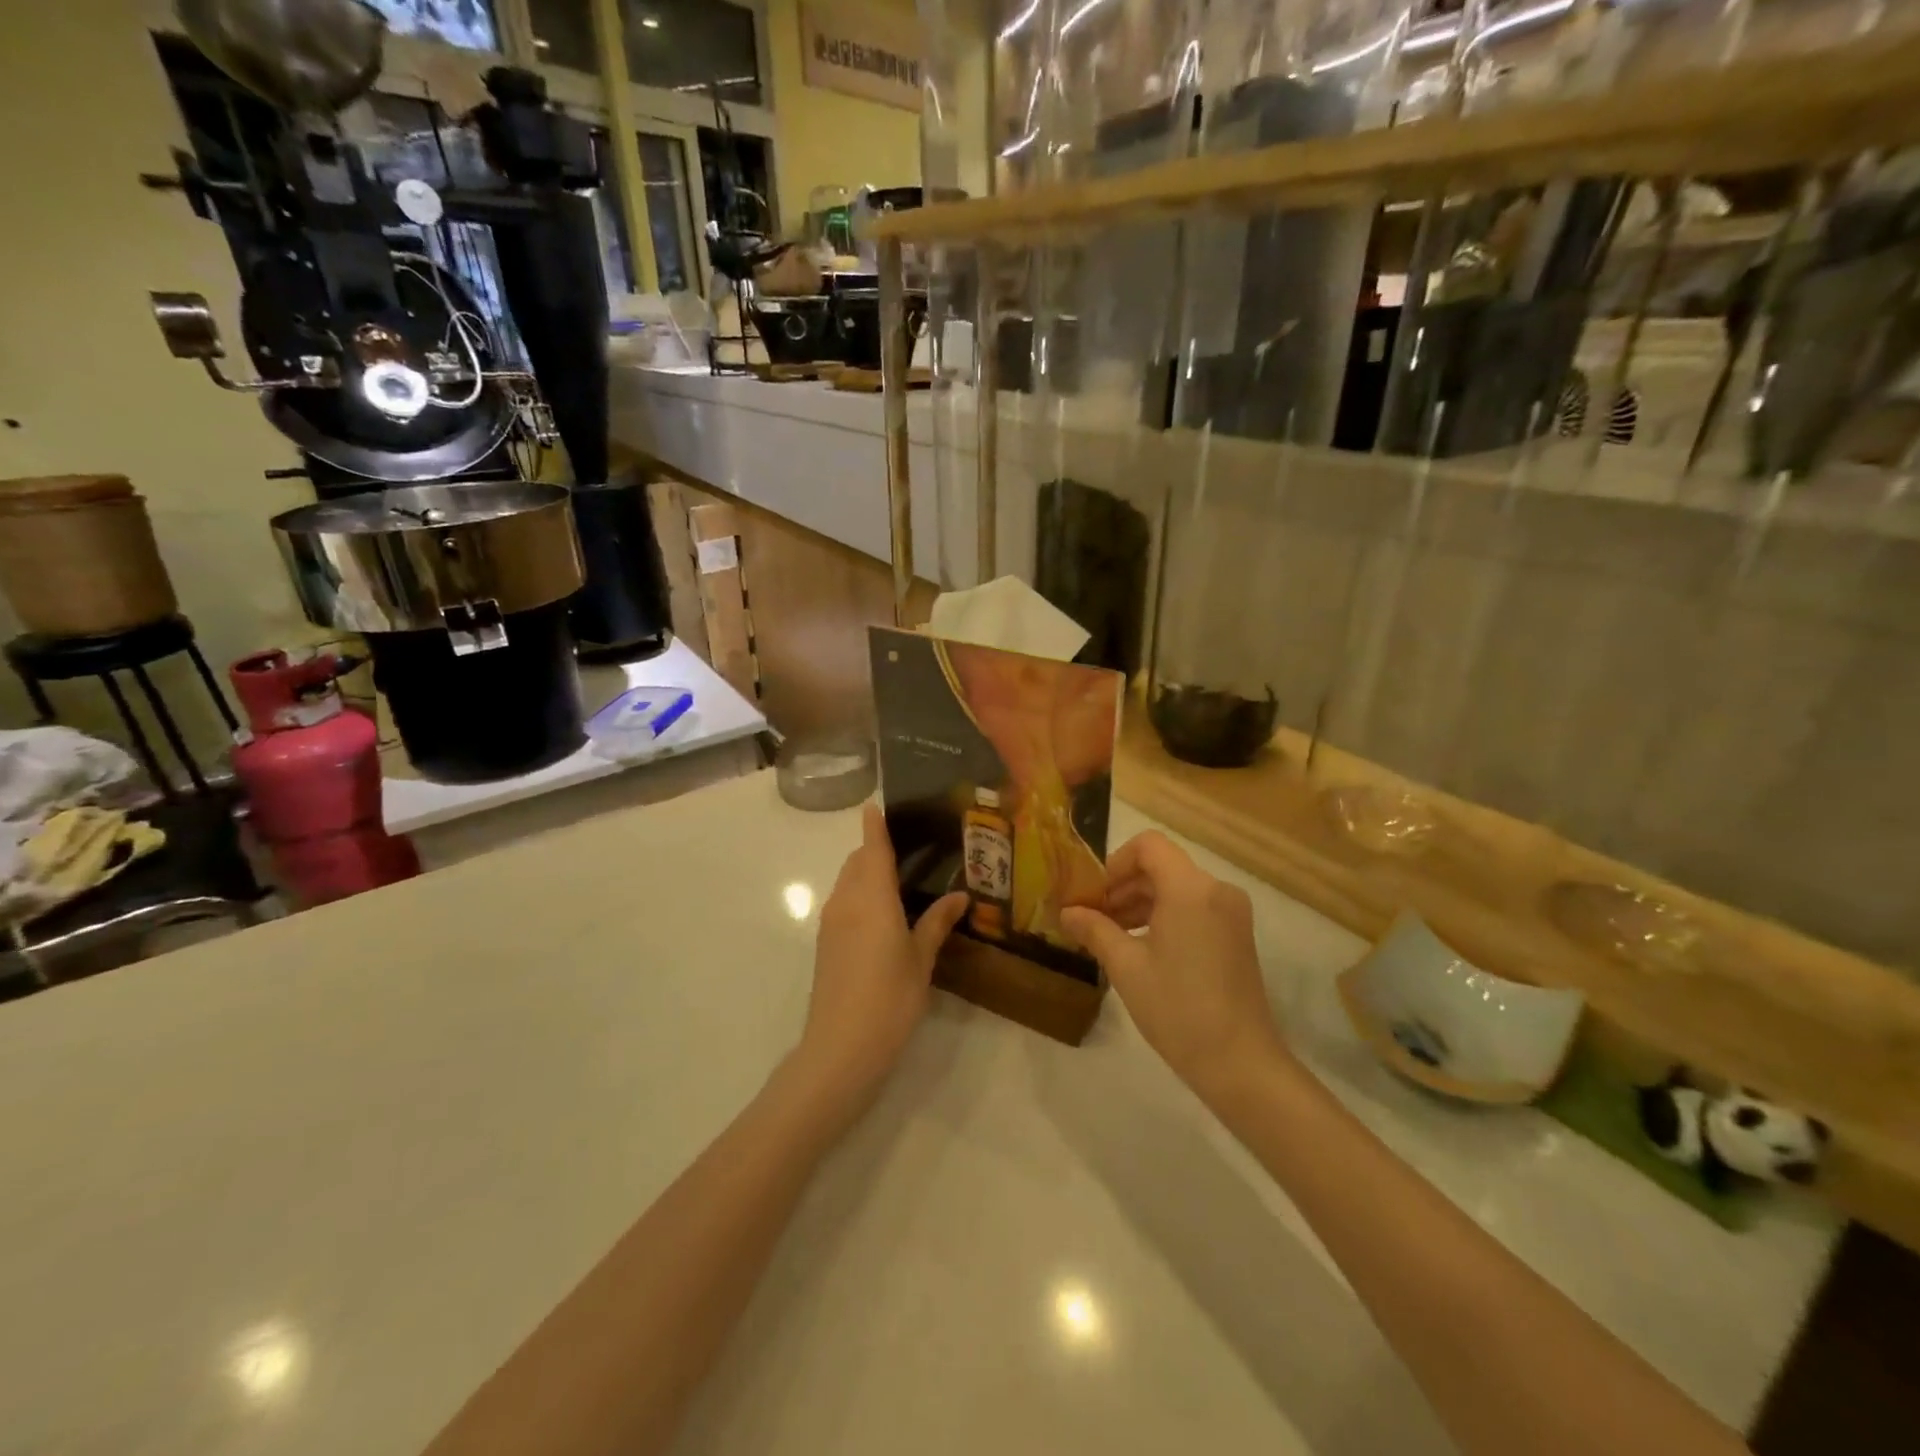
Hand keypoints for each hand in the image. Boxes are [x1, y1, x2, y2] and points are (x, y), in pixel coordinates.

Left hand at [796, 804, 967, 1111]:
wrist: (841, 1046)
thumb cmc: (890, 998)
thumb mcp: (921, 959)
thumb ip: (937, 922)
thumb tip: (959, 896)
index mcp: (872, 897)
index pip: (872, 848)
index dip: (874, 825)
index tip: (874, 804)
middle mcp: (846, 901)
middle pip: (856, 862)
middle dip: (873, 849)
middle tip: (906, 850)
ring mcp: (831, 922)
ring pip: (846, 882)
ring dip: (865, 873)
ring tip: (897, 880)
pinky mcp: (824, 943)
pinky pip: (842, 903)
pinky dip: (858, 894)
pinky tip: (881, 914)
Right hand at [1060, 832, 1289, 1103]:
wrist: (1241, 1064)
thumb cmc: (1178, 1009)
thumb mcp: (1126, 967)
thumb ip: (1094, 930)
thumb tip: (1067, 912)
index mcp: (1190, 889)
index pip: (1148, 846)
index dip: (1114, 863)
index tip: (1092, 895)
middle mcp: (1216, 890)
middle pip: (1161, 866)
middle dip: (1123, 886)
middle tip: (1091, 917)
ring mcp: (1231, 913)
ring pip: (1176, 888)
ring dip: (1140, 903)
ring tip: (1110, 936)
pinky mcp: (1236, 935)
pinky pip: (1193, 908)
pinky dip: (1163, 917)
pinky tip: (1139, 947)